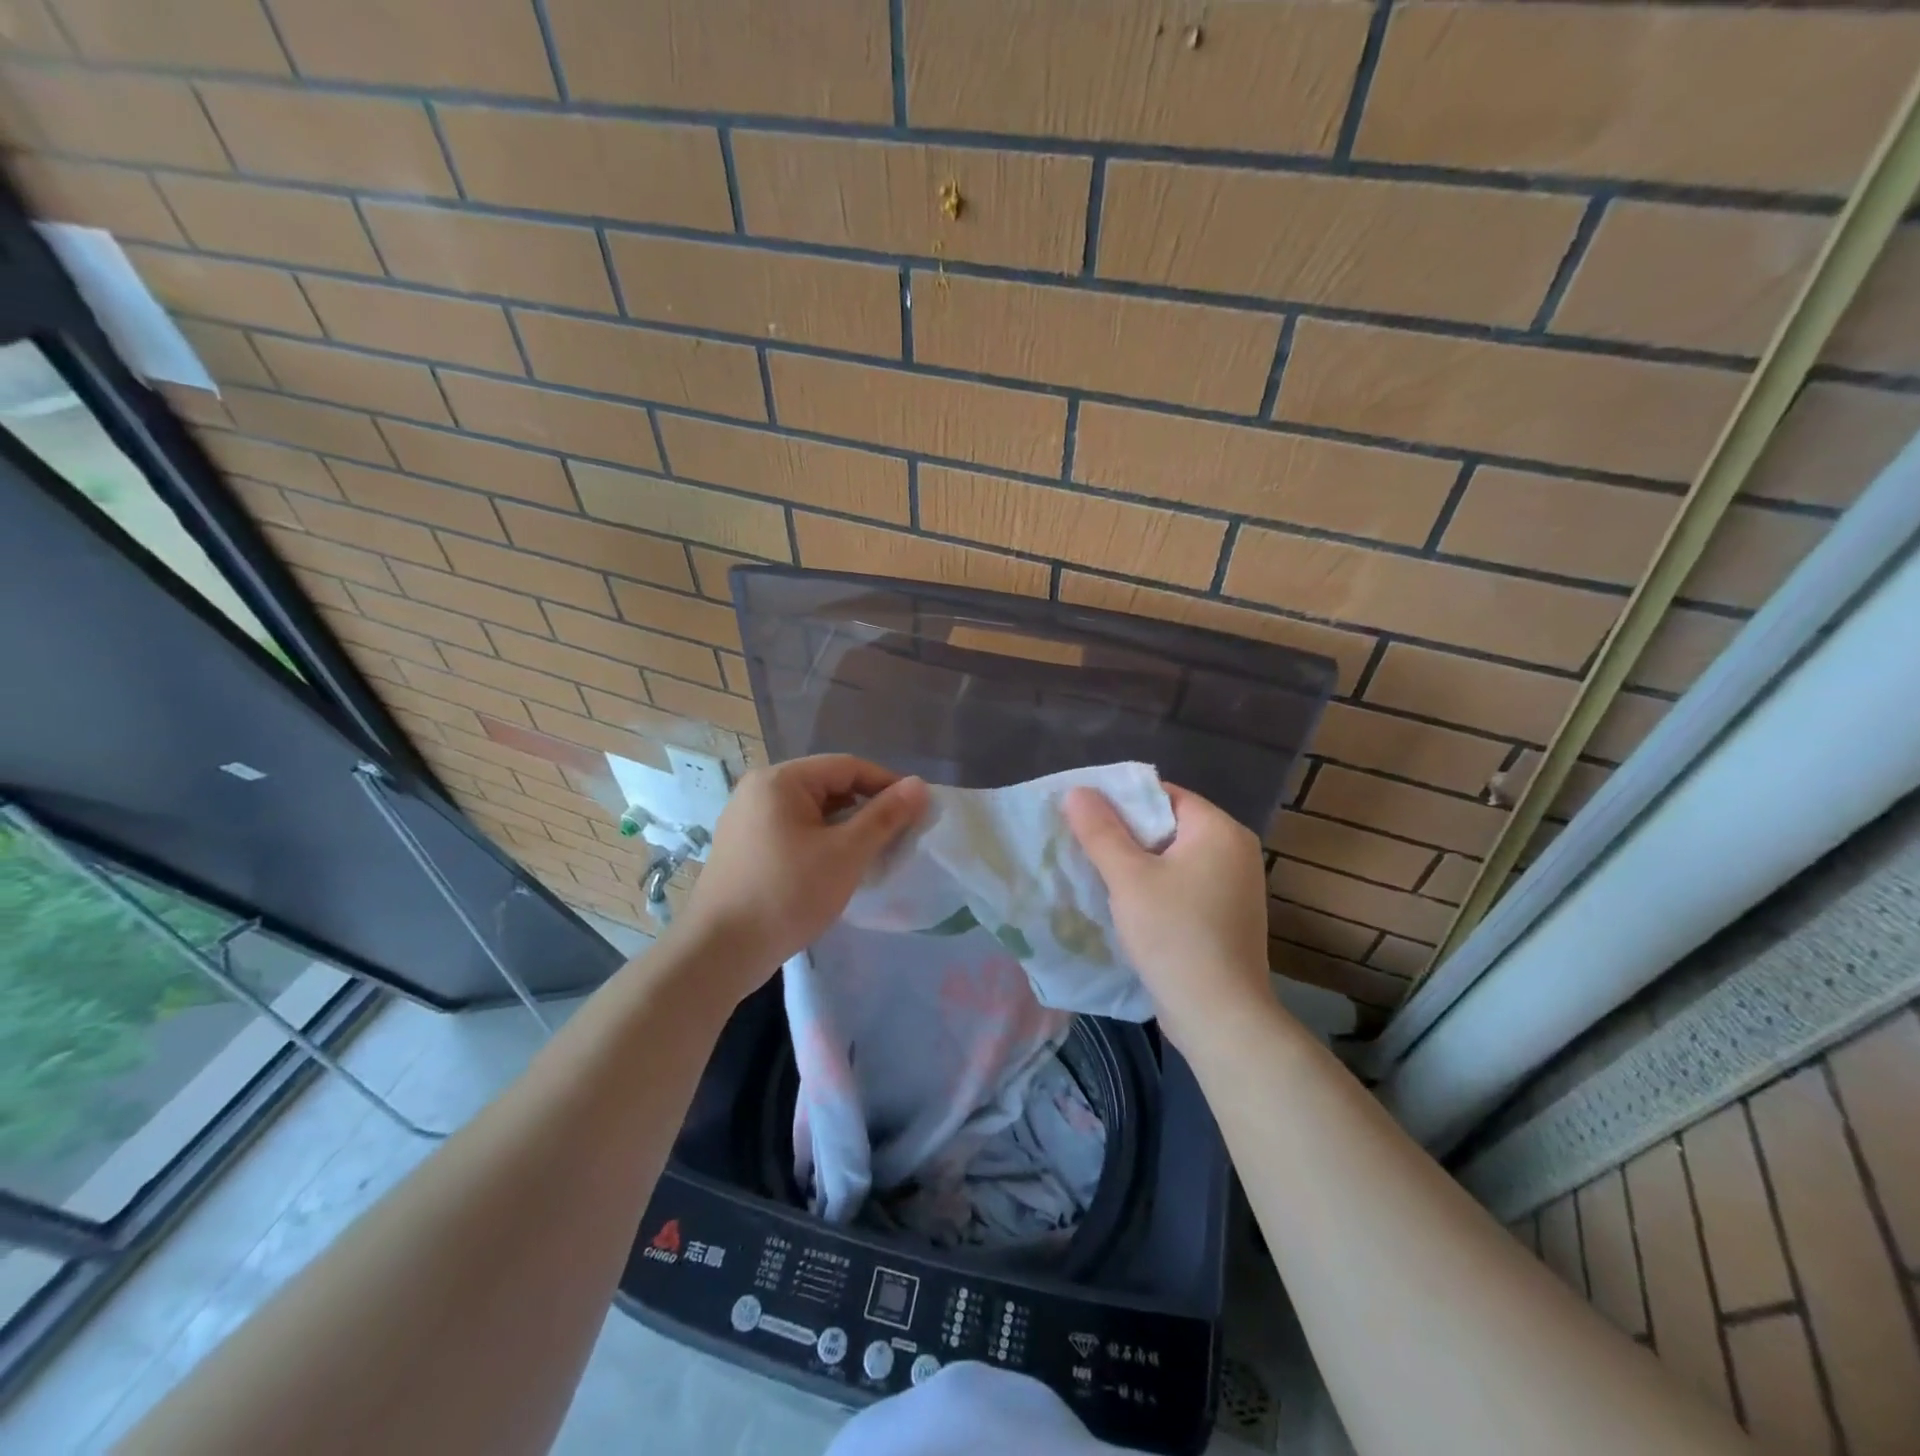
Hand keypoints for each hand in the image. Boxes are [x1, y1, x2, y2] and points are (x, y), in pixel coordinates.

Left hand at [673, 755, 928, 995]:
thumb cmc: (787, 894)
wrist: (718, 952)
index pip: (847, 766)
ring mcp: (746, 819)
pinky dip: (820, 842)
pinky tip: (835, 868)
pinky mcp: (743, 847)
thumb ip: (884, 816)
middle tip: (897, 836)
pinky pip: (792, 831)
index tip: (917, 810)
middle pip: (827, 786)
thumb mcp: (845, 853)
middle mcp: (759, 789)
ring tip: (871, 854)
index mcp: (781, 780)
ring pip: (811, 811)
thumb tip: (919, 785)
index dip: (887, 784)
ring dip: (844, 827)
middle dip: (866, 808)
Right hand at [1064, 783, 1275, 1048]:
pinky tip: (1124, 904)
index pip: (1163, 795)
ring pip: (1174, 859)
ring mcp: (1235, 887)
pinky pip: (1184, 886)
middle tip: (1082, 843)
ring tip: (1095, 871)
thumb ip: (1100, 831)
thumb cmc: (1174, 935)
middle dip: (1125, 834)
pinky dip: (1155, 888)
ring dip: (1137, 864)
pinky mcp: (1227, 917)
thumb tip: (1077, 791)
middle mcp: (1235, 851)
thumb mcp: (1128, 878)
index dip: (1121, 800)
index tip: (1083, 815)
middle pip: (1168, 826)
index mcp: (1219, 830)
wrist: (1219, 1016)